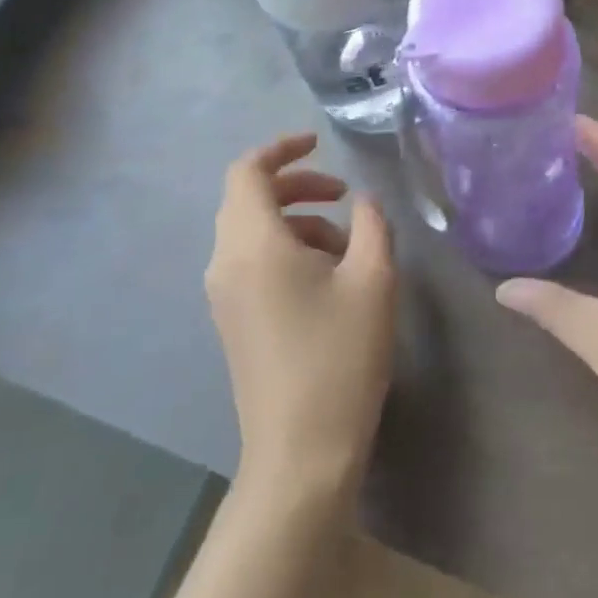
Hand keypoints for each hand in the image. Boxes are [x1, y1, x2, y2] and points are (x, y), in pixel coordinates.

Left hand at [205, 134, 396, 508]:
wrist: (300, 453)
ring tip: (347, 244)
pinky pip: (252, 263)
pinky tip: (328, 278)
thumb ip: (373, 225)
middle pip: (249, 200)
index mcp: (252, 244)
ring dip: (297, 221)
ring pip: (252, 233)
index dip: (281, 149)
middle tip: (344, 196)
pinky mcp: (233, 321)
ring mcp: (224, 296)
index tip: (320, 144)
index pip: (248, 172)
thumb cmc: (339, 358)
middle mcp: (225, 263)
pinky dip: (287, 250)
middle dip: (297, 187)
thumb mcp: (373, 280)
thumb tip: (364, 201)